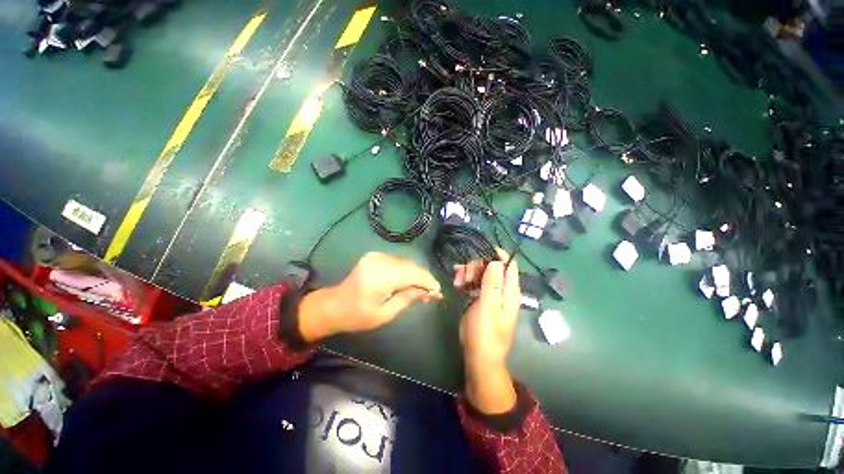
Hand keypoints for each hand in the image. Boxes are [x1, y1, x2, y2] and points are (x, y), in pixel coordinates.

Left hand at [298, 252, 441, 341]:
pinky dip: (406, 271)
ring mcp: (376, 255)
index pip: (413, 273)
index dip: (428, 281)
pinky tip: (408, 282)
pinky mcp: (375, 255)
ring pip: (406, 263)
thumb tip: (428, 291)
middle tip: (432, 294)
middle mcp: (380, 260)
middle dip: (424, 279)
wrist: (333, 305)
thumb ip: (407, 298)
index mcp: (380, 276)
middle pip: (411, 266)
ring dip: (416, 274)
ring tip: (421, 290)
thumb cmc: (357, 315)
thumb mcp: (384, 314)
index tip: (438, 292)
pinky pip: (397, 262)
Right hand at [455, 249, 520, 414]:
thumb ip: (493, 283)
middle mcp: (503, 290)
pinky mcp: (481, 299)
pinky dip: (466, 280)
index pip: (509, 264)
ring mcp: (491, 294)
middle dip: (477, 266)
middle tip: (463, 274)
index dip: (496, 255)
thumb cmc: (485, 332)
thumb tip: (497, 261)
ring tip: (457, 281)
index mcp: (510, 291)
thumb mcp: (488, 307)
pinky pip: (475, 283)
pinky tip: (457, 284)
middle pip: (492, 267)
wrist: (479, 356)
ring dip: (469, 273)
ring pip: (481, 274)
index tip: (479, 253)